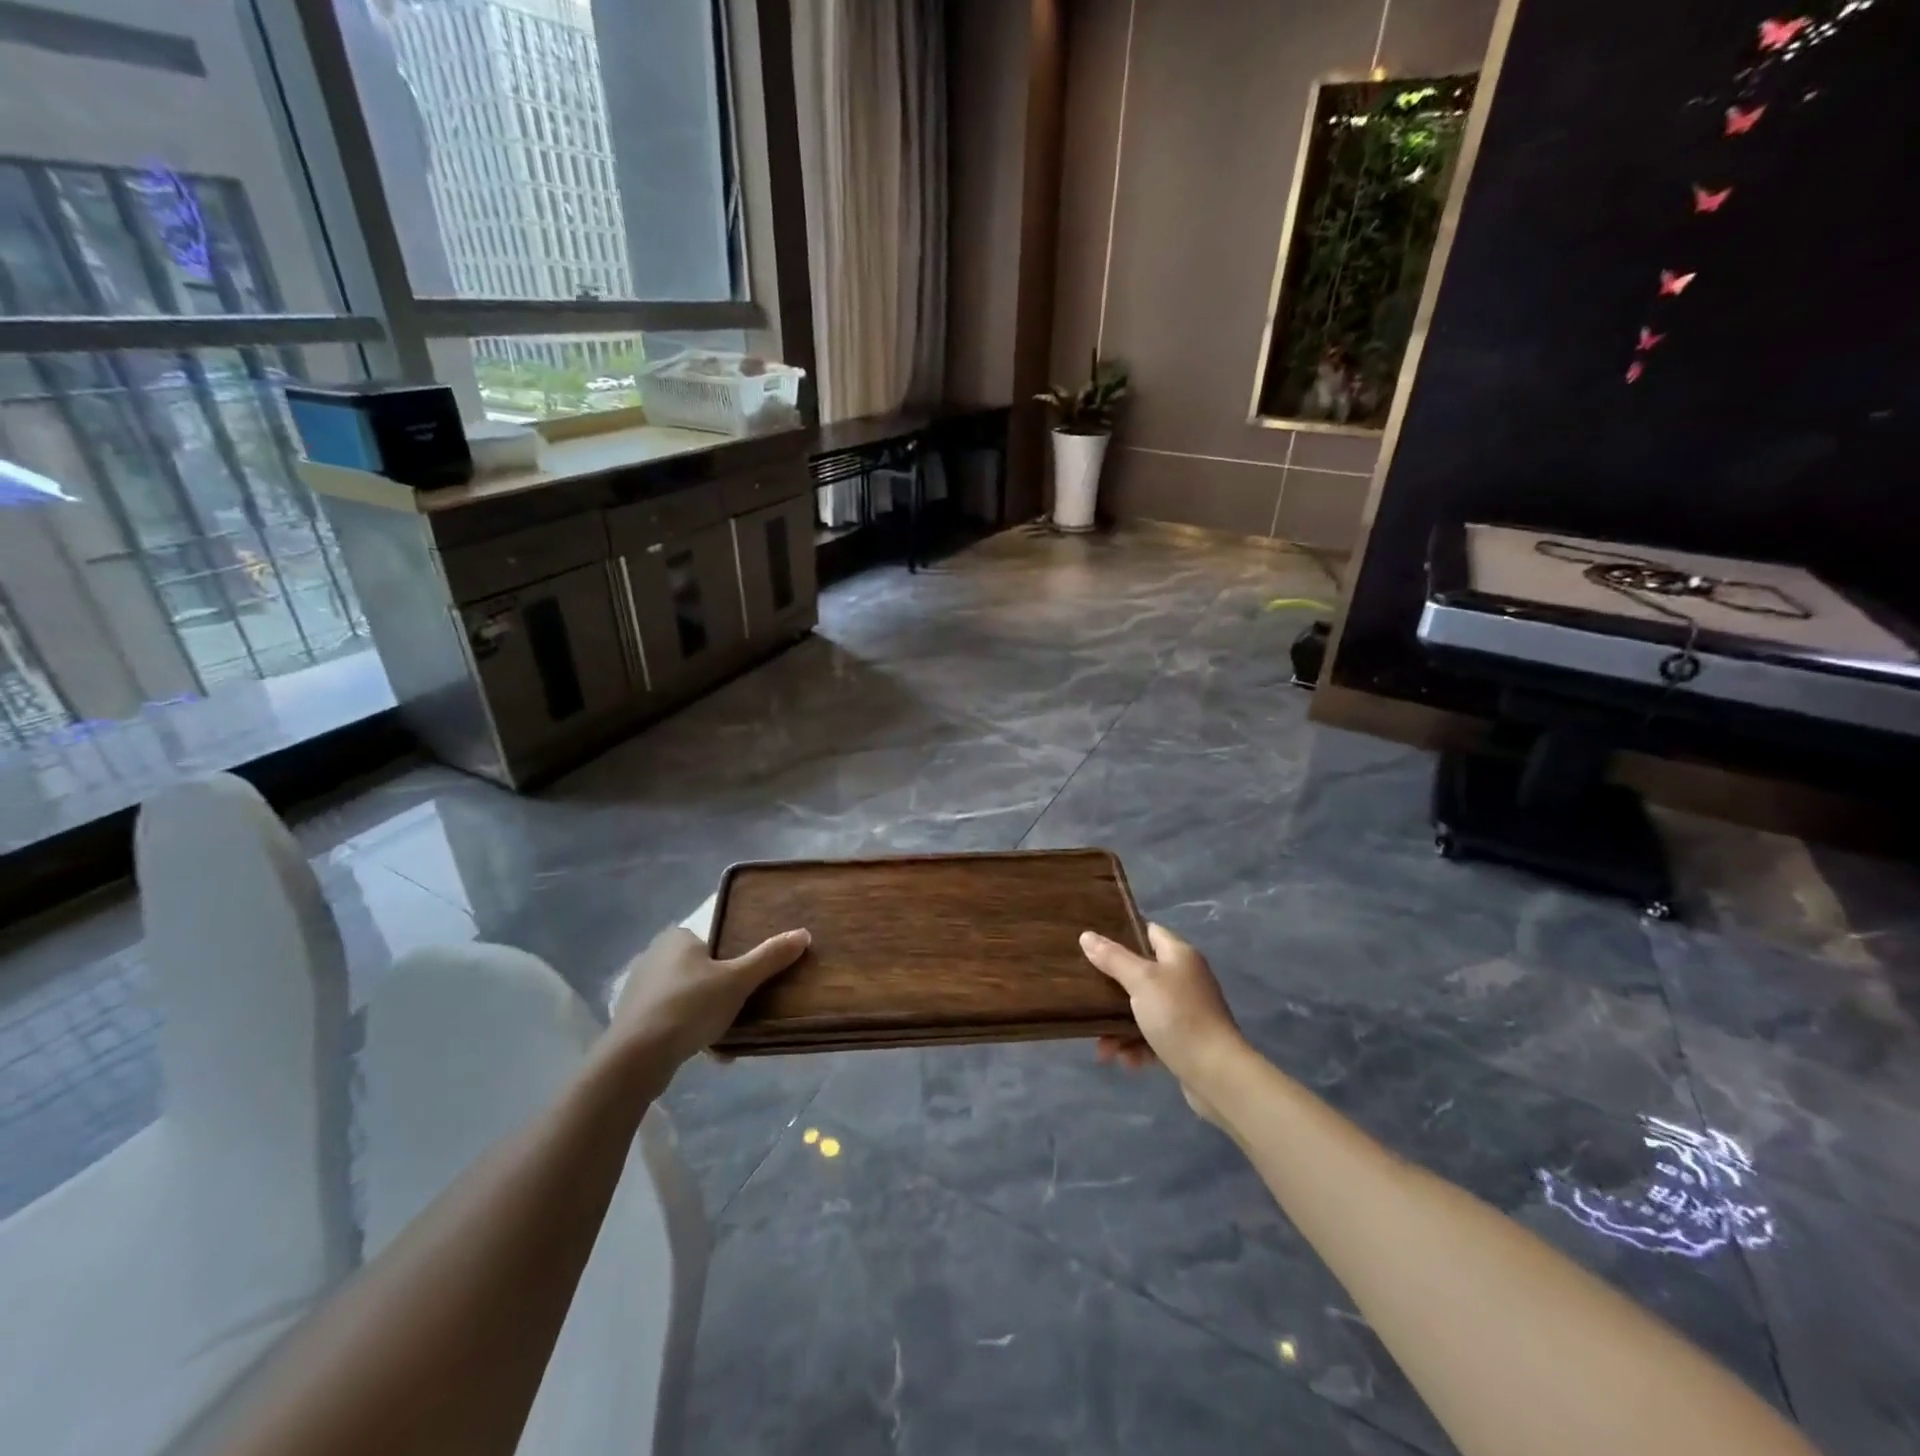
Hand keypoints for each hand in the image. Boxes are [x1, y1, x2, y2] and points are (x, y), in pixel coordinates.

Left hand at [605, 925, 809, 1093]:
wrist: (636, 1056)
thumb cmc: (691, 1005)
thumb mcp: (738, 980)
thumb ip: (770, 957)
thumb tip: (803, 933)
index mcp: (677, 938)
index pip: (711, 941)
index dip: (730, 961)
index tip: (745, 983)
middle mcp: (653, 956)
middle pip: (699, 970)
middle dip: (718, 990)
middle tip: (740, 1009)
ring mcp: (638, 989)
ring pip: (684, 997)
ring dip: (703, 1014)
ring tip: (725, 1036)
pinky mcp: (630, 1019)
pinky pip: (668, 1019)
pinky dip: (685, 1031)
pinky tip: (703, 1052)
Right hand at [1081, 923, 1245, 1124]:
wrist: (1217, 1075)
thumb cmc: (1178, 1016)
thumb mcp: (1141, 981)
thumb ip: (1113, 958)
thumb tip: (1087, 935)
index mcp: (1179, 955)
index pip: (1148, 931)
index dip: (1122, 934)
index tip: (1093, 943)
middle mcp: (1185, 978)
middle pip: (1141, 973)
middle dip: (1113, 990)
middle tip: (1088, 996)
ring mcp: (1186, 1011)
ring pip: (1142, 1009)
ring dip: (1120, 1027)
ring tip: (1104, 1048)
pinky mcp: (1185, 1040)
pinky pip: (1152, 1036)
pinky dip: (1137, 1046)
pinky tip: (1127, 1061)